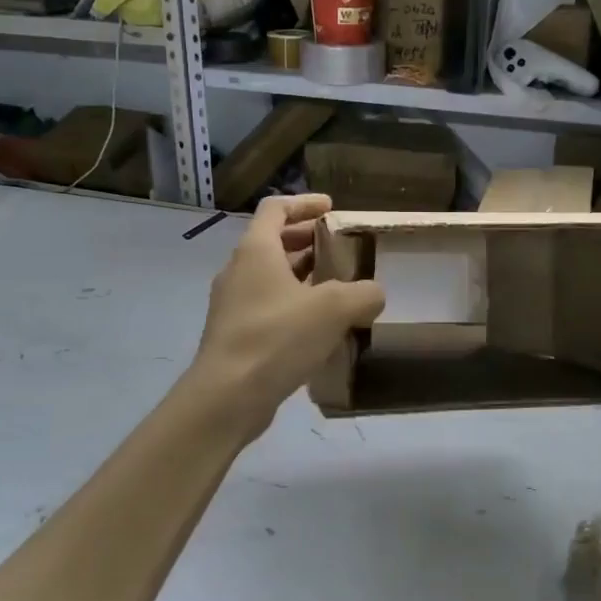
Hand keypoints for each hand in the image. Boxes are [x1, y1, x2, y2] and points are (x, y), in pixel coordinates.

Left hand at [187, 195, 384, 439]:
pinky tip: (319, 327)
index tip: (331, 207)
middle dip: (307, 240)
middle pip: (273, 241)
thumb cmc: (277, 338)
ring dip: (302, 276)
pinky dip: (293, 305)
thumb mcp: (333, 309)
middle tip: (340, 248)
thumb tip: (373, 294)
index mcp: (256, 250)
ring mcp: (233, 304)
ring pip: (271, 277)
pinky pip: (268, 307)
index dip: (304, 203)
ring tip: (337, 287)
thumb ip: (363, 293)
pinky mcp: (236, 335)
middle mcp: (239, 270)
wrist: (227, 397)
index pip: (275, 209)